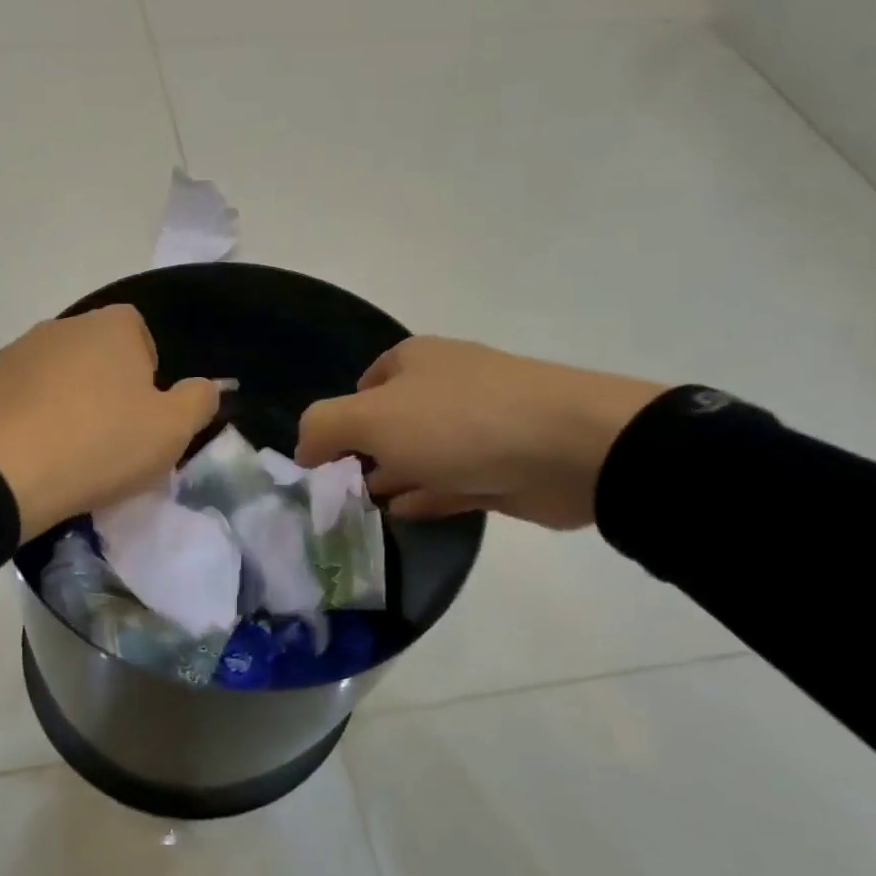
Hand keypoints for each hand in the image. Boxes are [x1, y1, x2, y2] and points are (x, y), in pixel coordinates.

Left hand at [0, 305, 220, 542]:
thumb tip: (208, 386)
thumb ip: (199, 400)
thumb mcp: (172, 430)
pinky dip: (35, 417)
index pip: (139, 332)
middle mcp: (62, 326)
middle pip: (98, 352)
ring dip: (70, 401)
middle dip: (108, 386)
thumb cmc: (100, 444)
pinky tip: (38, 453)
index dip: (148, 372)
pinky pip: (24, 396)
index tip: (145, 413)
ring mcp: (17, 353)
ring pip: (59, 374)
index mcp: (110, 326)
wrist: (2, 475)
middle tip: (113, 436)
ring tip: (72, 449)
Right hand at [295, 337, 667, 529]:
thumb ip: (322, 427)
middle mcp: (444, 387)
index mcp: (413, 361)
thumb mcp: (370, 418)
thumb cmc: (458, 422)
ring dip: (392, 477)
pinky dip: (424, 496)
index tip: (324, 462)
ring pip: (421, 454)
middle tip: (338, 492)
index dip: (338, 421)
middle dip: (363, 453)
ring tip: (360, 508)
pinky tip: (400, 514)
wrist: (571, 448)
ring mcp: (478, 427)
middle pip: (391, 421)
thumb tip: (304, 450)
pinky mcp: (502, 467)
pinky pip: (450, 482)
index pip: (363, 386)